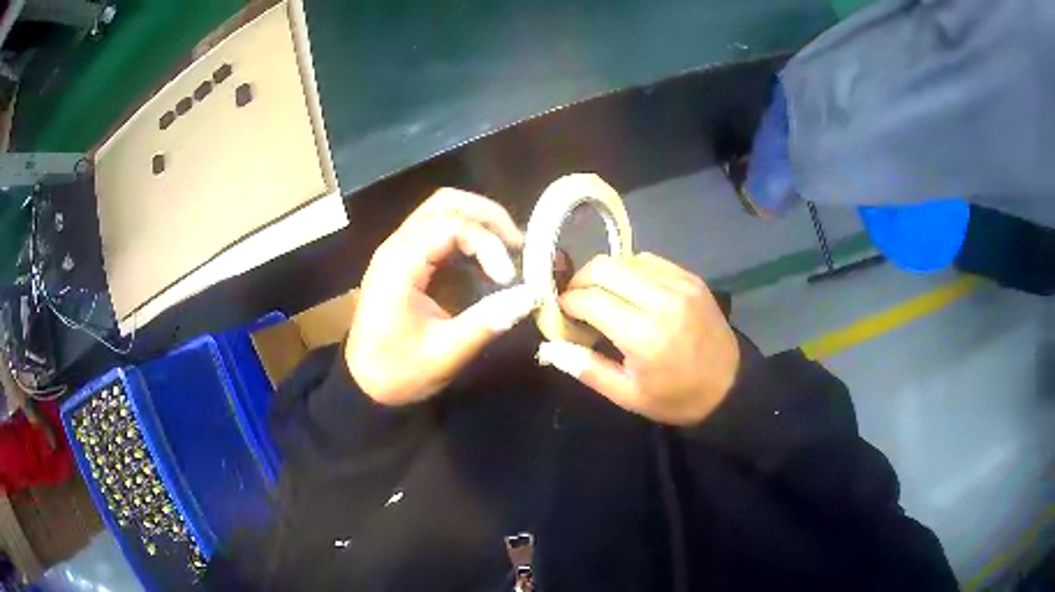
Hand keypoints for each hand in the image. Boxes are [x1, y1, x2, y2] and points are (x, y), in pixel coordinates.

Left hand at [347, 189, 536, 405]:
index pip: (452, 226)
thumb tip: (529, 296)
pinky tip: (486, 254)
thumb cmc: (399, 371)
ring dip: (478, 219)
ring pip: (441, 208)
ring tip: (507, 245)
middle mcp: (396, 245)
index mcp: (400, 265)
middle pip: (445, 202)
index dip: (487, 243)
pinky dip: (467, 230)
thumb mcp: (445, 353)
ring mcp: (398, 248)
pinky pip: (437, 226)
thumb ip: (486, 322)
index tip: (508, 278)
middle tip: (518, 245)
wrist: (364, 381)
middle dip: (488, 216)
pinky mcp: (404, 257)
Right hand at [537, 253, 739, 425]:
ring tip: (601, 295)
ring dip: (604, 274)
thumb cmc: (675, 398)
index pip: (590, 299)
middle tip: (576, 301)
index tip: (561, 314)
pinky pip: (649, 260)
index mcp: (644, 335)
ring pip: (625, 259)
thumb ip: (586, 368)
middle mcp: (662, 300)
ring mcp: (680, 284)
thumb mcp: (627, 395)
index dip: (567, 303)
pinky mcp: (691, 278)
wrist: (730, 387)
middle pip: (604, 267)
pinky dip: (630, 270)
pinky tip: (629, 290)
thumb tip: (550, 347)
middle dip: (580, 280)